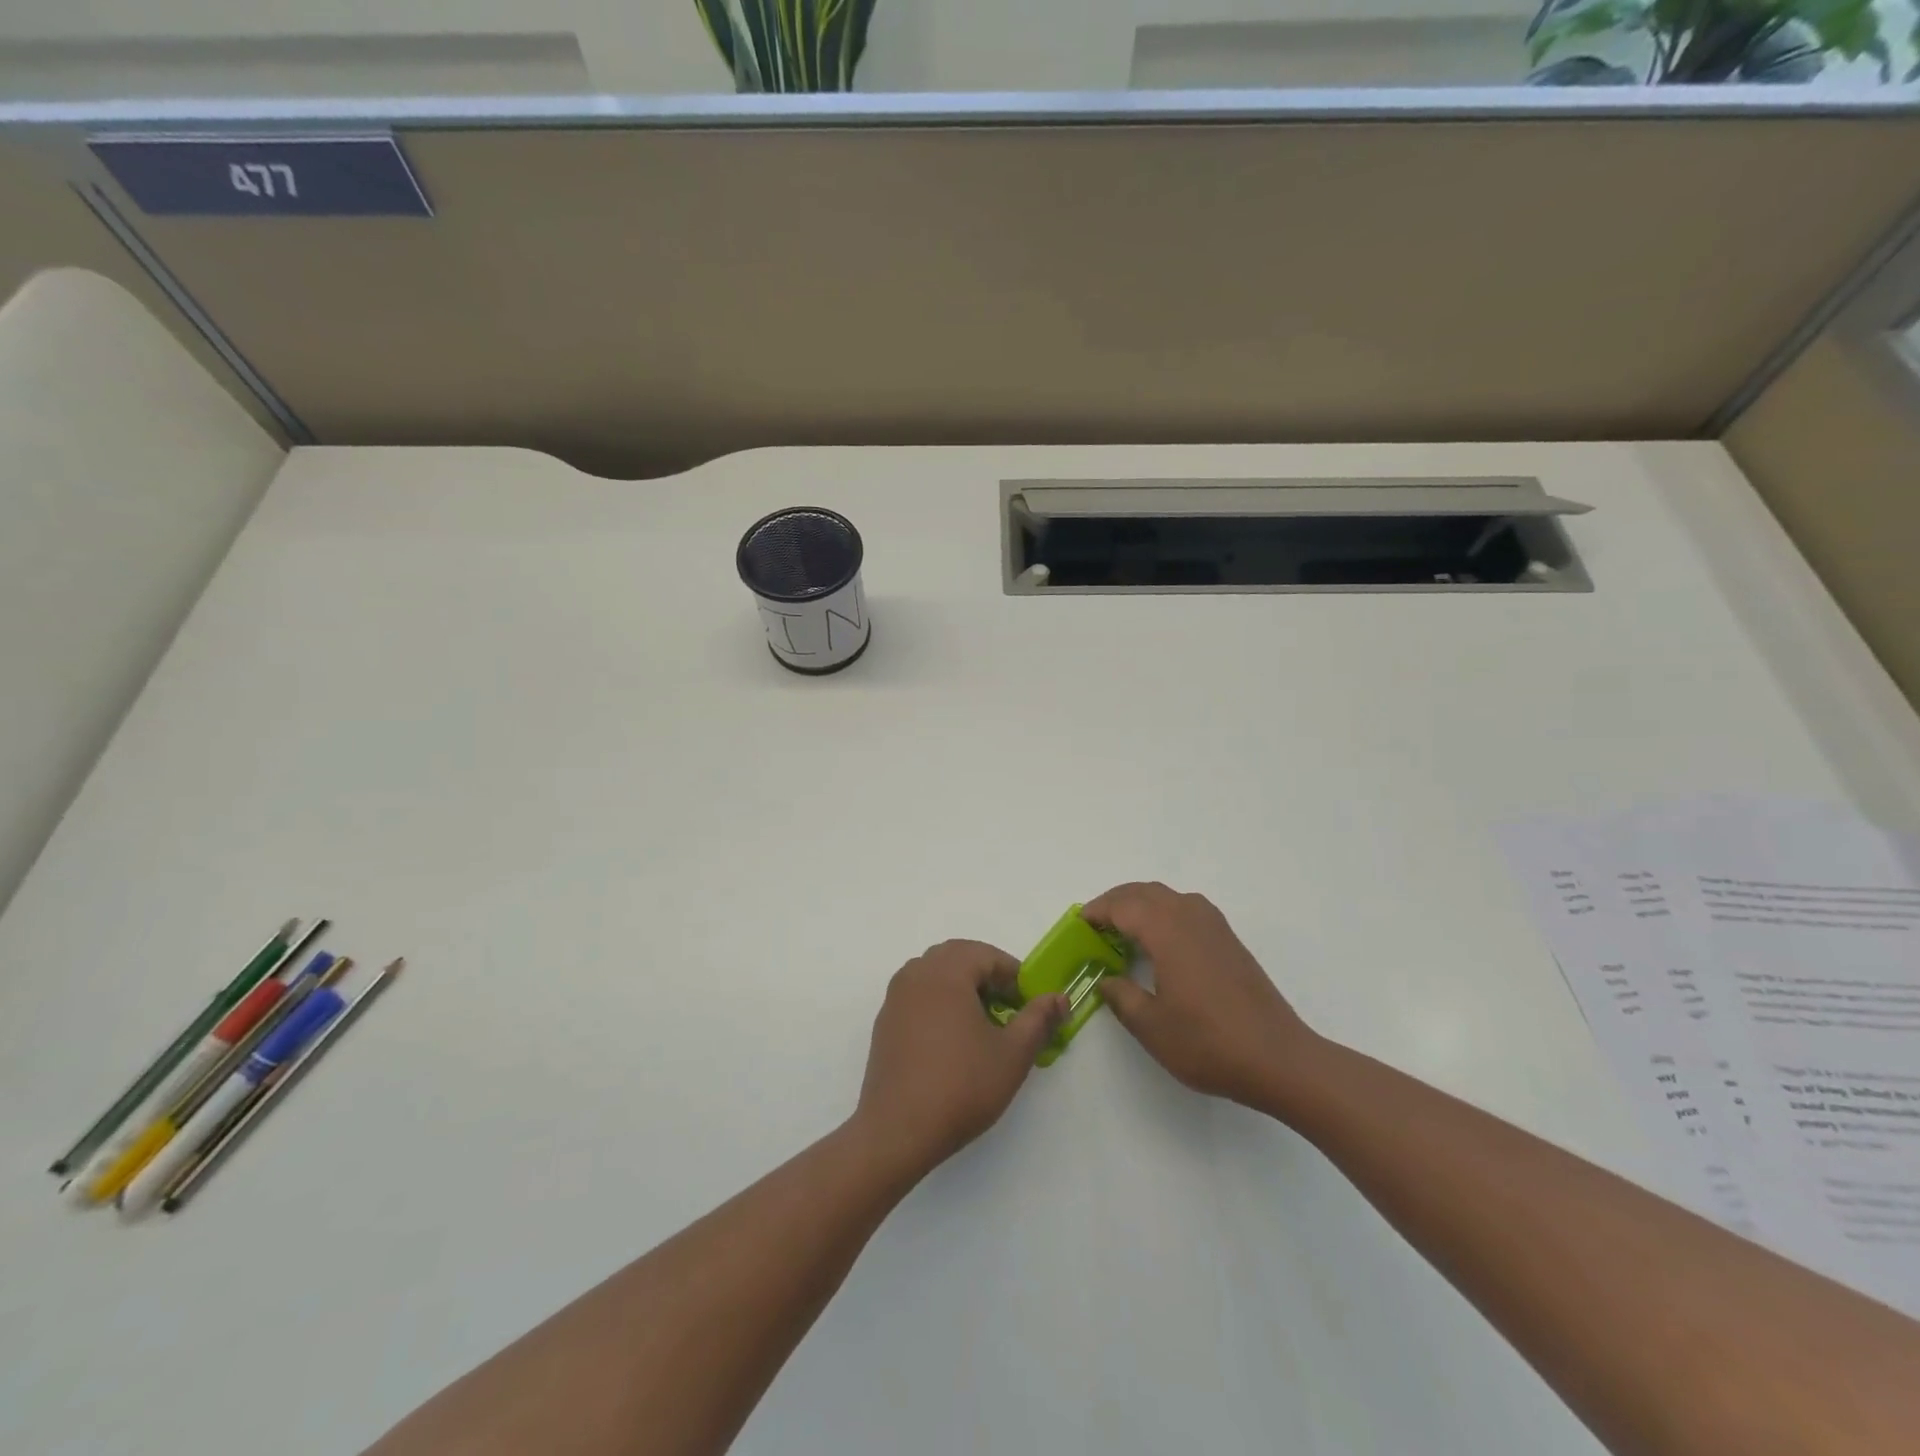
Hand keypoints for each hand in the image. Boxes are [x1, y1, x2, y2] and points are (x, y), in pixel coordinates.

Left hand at [852, 940, 1066, 1178]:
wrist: (898, 1130)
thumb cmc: (961, 1086)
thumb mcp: (1013, 1054)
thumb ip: (1039, 1019)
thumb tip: (1059, 997)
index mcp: (946, 972)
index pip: (987, 955)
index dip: (1013, 976)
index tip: (1029, 1006)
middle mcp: (916, 974)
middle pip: (958, 957)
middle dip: (987, 976)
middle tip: (1007, 1008)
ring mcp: (895, 997)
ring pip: (935, 974)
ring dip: (961, 986)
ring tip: (981, 1023)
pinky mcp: (885, 1022)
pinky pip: (918, 995)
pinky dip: (939, 1002)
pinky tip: (951, 1040)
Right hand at [1085, 883, 1317, 1112]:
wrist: (1279, 1059)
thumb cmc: (1209, 1043)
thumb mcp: (1151, 1027)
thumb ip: (1121, 997)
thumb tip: (1107, 980)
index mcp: (1167, 931)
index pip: (1123, 906)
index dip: (1097, 912)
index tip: (1078, 925)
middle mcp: (1190, 917)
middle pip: (1145, 892)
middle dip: (1116, 902)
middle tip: (1095, 924)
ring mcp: (1215, 926)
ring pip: (1168, 897)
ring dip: (1141, 904)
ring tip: (1123, 929)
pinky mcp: (1230, 941)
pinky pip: (1187, 909)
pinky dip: (1164, 913)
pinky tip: (1161, 942)